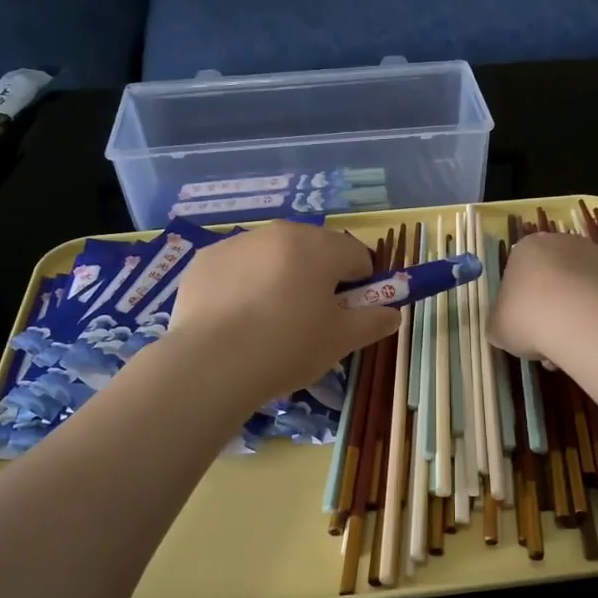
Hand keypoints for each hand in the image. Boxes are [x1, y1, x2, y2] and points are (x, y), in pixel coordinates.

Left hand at [169, 222, 398, 404]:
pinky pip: (237, 268)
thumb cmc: (288, 348)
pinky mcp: (204, 260)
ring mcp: (237, 243)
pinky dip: (243, 286)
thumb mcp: (341, 340)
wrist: (210, 365)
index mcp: (317, 247)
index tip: (350, 314)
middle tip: (310, 320)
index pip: (356, 255)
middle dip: (318, 278)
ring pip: (273, 257)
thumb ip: (373, 322)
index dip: (361, 284)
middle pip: (313, 250)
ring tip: (268, 324)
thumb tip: (393, 314)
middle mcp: (278, 233)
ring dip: (280, 279)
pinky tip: (236, 321)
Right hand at [490, 231, 597, 364]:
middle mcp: (564, 243)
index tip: (524, 331)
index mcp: (527, 248)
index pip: (519, 274)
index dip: (520, 306)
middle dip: (551, 310)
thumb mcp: (498, 329)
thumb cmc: (529, 318)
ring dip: (577, 316)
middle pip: (554, 279)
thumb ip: (500, 323)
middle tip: (549, 344)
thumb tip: (507, 327)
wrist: (587, 320)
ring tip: (575, 350)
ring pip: (583, 290)